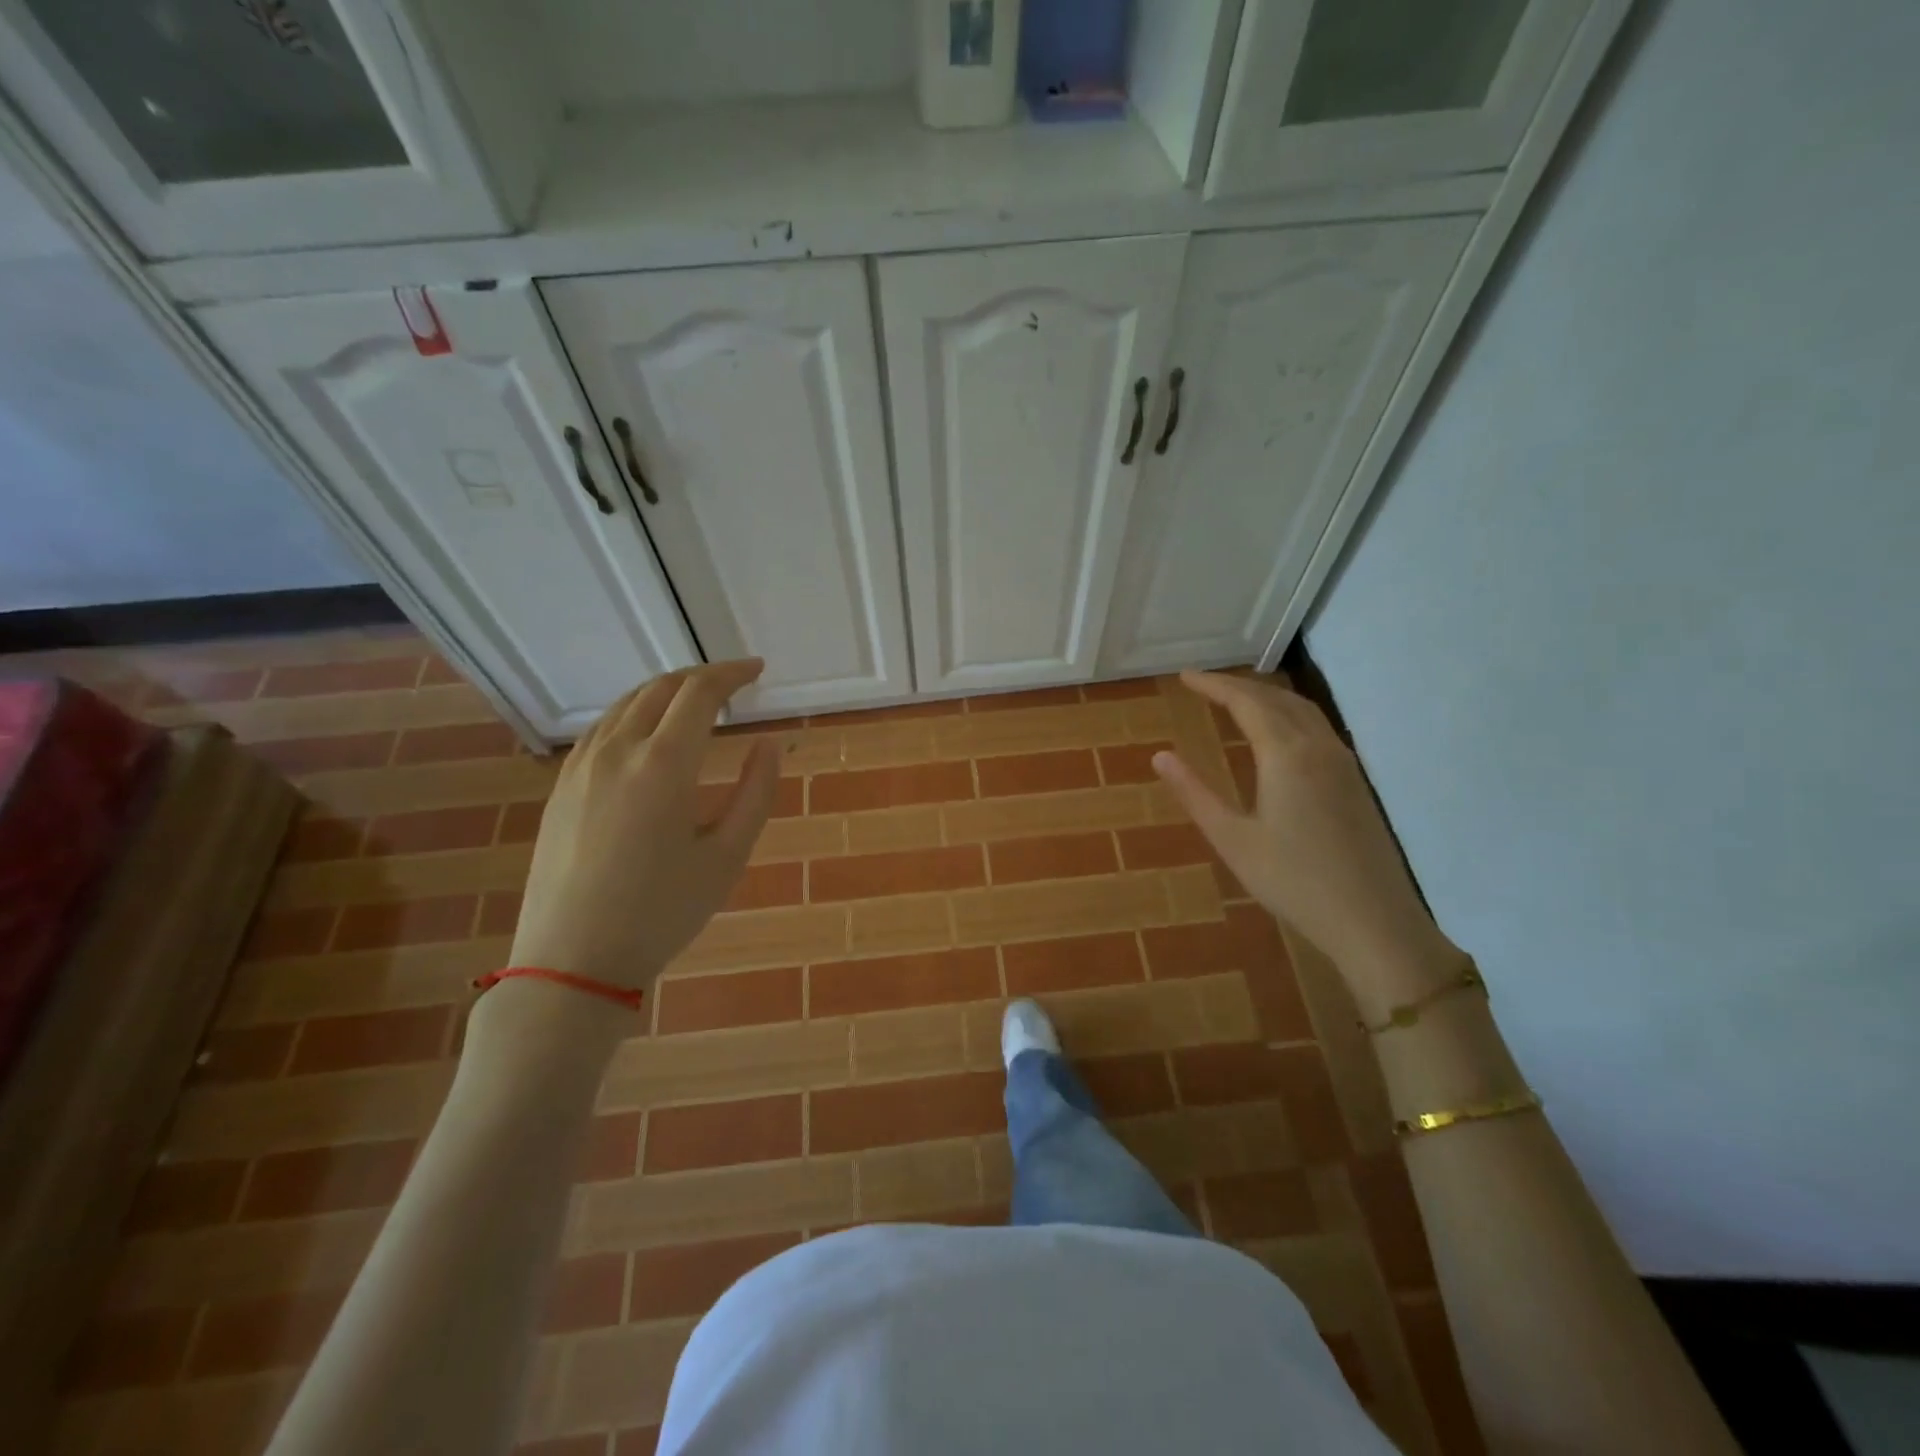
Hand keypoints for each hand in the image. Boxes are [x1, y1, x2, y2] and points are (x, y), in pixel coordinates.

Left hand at [507, 660, 781, 991]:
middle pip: (660, 688)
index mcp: (663, 764)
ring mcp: (581, 766)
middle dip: (701, 676)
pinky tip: (648, 735)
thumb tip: (768, 744)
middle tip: (734, 683)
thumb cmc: (662, 912)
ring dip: (666, 691)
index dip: (732, 673)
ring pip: (626, 704)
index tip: (758, 670)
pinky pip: (602, 728)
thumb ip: (756, 793)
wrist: (572, 960)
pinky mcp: (561, 786)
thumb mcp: (727, 856)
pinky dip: (634, 713)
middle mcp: (617, 751)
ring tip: (696, 702)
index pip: (700, 693)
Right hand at [1152, 670, 1458, 1016]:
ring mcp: (1342, 763)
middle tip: (1205, 685)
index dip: (1214, 685)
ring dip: (1267, 697)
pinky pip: (1317, 728)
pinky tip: (1277, 735)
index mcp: (1286, 755)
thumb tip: (1160, 756)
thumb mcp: (1232, 839)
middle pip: (1277, 698)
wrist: (1373, 920)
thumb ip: (1195, 793)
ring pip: (1302, 710)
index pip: (1246, 702)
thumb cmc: (1293, 881)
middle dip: (1238, 686)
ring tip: (1236, 700)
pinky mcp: (1355, 782)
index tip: (1185, 677)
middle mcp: (1318, 747)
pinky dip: (1288, 715)